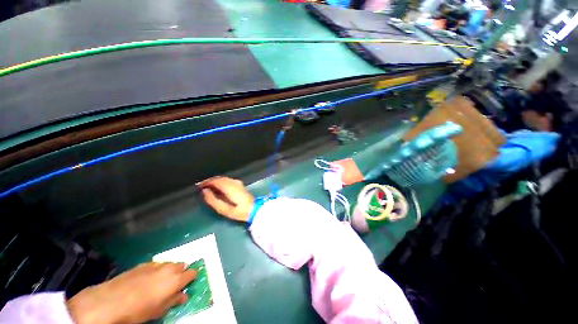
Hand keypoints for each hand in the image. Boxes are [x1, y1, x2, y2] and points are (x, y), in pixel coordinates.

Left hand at [67, 262, 196, 323]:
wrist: (111, 301)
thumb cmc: (139, 310)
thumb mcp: (159, 311)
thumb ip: (174, 301)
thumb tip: (184, 296)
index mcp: (176, 279)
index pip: (193, 273)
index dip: (192, 278)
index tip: (189, 284)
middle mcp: (169, 268)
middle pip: (182, 265)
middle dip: (181, 273)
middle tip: (174, 284)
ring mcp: (156, 264)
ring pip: (170, 263)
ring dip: (169, 271)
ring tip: (160, 282)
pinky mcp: (143, 264)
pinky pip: (156, 264)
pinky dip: (157, 270)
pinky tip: (147, 279)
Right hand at [199, 176, 254, 221]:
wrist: (254, 209)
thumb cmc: (239, 211)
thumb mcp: (224, 209)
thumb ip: (213, 200)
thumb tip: (204, 191)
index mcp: (229, 187)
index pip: (215, 180)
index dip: (206, 182)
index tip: (198, 186)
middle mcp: (233, 182)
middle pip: (219, 178)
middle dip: (210, 181)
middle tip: (201, 187)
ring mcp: (237, 182)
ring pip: (223, 178)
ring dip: (215, 181)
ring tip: (208, 187)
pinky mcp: (240, 184)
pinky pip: (227, 180)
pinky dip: (221, 182)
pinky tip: (218, 188)